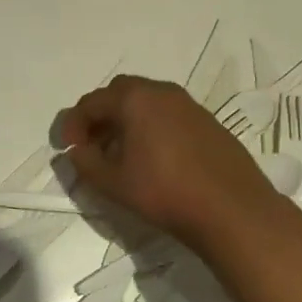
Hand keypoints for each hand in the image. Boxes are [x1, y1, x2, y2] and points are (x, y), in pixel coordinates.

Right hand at [59, 75, 301, 260]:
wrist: (233, 210)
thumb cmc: (165, 192)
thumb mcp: (113, 183)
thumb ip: (86, 163)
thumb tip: (78, 150)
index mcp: (134, 99)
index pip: (91, 102)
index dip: (73, 124)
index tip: (68, 148)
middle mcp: (161, 91)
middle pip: (119, 93)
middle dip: (100, 116)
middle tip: (93, 145)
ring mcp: (188, 104)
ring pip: (146, 102)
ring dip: (126, 120)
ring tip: (122, 153)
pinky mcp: (208, 120)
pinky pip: (168, 113)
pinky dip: (151, 126)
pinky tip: (154, 156)